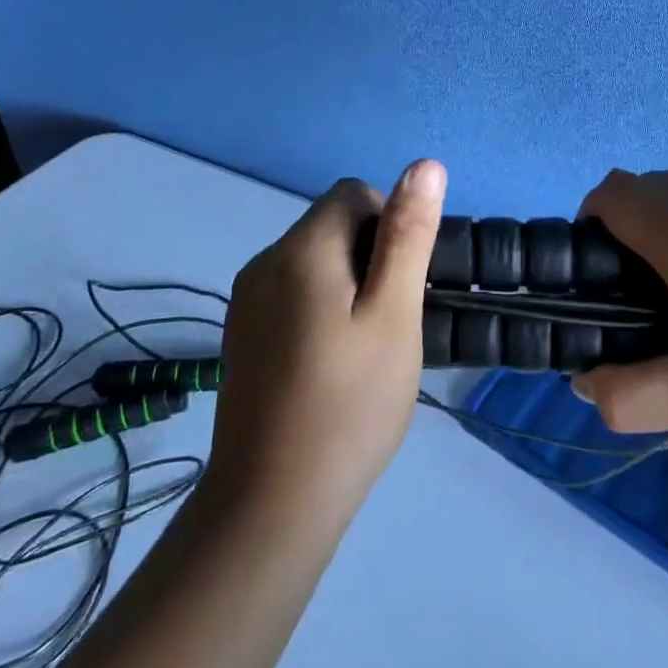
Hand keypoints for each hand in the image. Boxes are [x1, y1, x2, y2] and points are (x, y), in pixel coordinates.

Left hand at [208, 160, 446, 526]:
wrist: (271, 503)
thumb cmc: (349, 404)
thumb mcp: (395, 315)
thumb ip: (408, 235)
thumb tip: (425, 165)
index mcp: (302, 248)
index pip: (354, 193)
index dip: (390, 225)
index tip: (402, 285)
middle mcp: (265, 260)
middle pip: (332, 224)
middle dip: (370, 255)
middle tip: (388, 322)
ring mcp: (247, 297)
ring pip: (314, 258)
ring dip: (347, 282)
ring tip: (363, 346)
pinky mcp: (241, 330)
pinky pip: (292, 291)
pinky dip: (320, 306)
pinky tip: (330, 362)